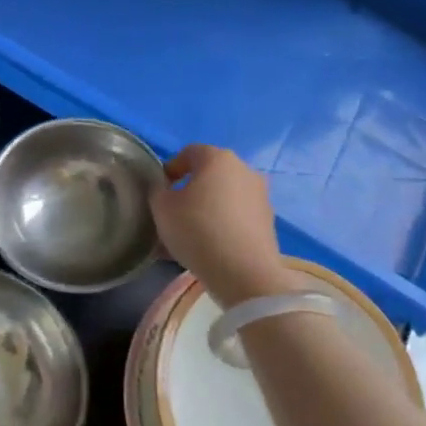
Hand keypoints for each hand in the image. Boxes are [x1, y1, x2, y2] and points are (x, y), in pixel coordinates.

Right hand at [150, 145, 301, 307]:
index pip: (189, 152)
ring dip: (208, 208)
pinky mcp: (268, 221)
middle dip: (191, 189)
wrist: (244, 273)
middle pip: (210, 174)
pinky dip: (223, 224)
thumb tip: (165, 188)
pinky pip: (237, 216)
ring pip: (225, 197)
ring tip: (191, 234)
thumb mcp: (162, 209)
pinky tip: (210, 246)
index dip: (171, 168)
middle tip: (174, 212)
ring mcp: (261, 196)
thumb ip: (158, 191)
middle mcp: (244, 170)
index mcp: (218, 158)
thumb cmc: (198, 230)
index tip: (160, 190)